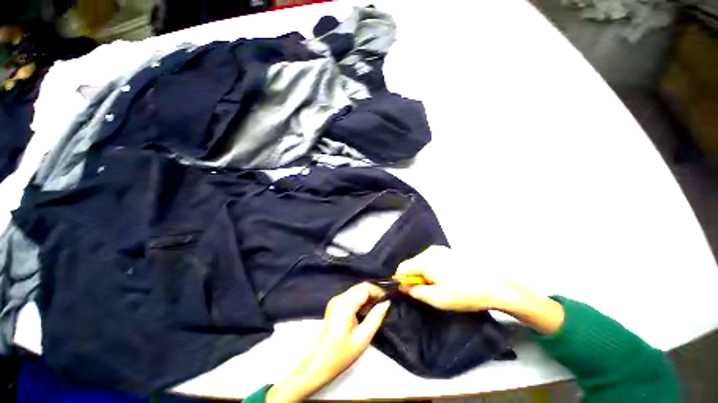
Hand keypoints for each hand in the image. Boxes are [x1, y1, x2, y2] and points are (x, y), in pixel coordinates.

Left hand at [266, 283, 390, 402]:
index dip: (378, 290)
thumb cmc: (341, 354)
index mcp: (344, 305)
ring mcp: (335, 300)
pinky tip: (365, 311)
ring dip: (368, 296)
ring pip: (356, 290)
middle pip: (360, 287)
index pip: (364, 288)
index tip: (388, 299)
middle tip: (384, 304)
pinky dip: (361, 300)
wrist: (319, 363)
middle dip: (374, 293)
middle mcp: (339, 298)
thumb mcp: (363, 338)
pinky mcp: (335, 304)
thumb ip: (376, 317)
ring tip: (376, 309)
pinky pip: (352, 295)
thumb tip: (386, 302)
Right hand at [396, 246, 519, 311]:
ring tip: (440, 286)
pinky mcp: (449, 251)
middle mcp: (430, 251)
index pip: (403, 268)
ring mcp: (441, 249)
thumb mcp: (438, 299)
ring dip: (425, 273)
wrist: (496, 284)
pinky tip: (448, 278)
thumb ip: (416, 292)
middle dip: (415, 277)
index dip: (402, 280)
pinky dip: (434, 269)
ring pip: (423, 261)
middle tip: (428, 292)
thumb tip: (404, 287)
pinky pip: (433, 259)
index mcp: (425, 261)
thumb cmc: (465, 293)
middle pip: (413, 263)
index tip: (411, 292)